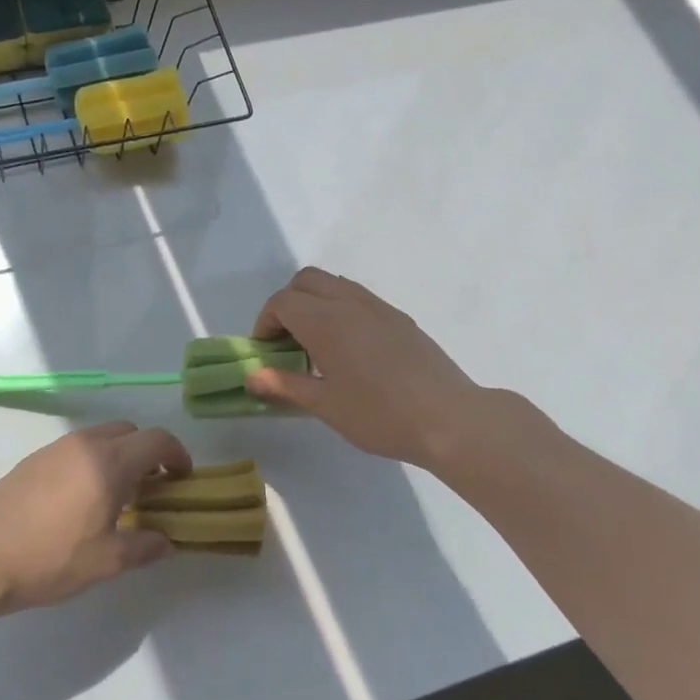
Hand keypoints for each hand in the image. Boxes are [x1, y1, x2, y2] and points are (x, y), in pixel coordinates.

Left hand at [0, 422, 191, 612]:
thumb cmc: (49, 559)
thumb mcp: (106, 561)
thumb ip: (144, 547)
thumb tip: (166, 542)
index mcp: (108, 462)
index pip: (157, 440)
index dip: (177, 455)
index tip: (182, 479)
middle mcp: (84, 445)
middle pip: (129, 431)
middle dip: (148, 452)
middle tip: (151, 487)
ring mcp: (54, 449)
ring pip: (100, 437)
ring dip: (118, 456)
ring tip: (116, 495)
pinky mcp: (32, 460)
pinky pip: (75, 449)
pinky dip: (91, 462)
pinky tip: (80, 499)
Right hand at [245, 267, 524, 467]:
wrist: (447, 418)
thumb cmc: (379, 415)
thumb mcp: (325, 405)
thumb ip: (285, 384)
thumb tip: (252, 376)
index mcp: (326, 322)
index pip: (282, 302)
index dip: (265, 323)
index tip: (266, 352)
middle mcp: (350, 303)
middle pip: (306, 281)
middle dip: (287, 304)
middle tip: (286, 342)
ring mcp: (378, 307)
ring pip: (335, 284)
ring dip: (315, 303)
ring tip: (316, 345)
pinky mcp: (399, 318)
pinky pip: (358, 298)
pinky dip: (340, 310)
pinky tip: (349, 350)